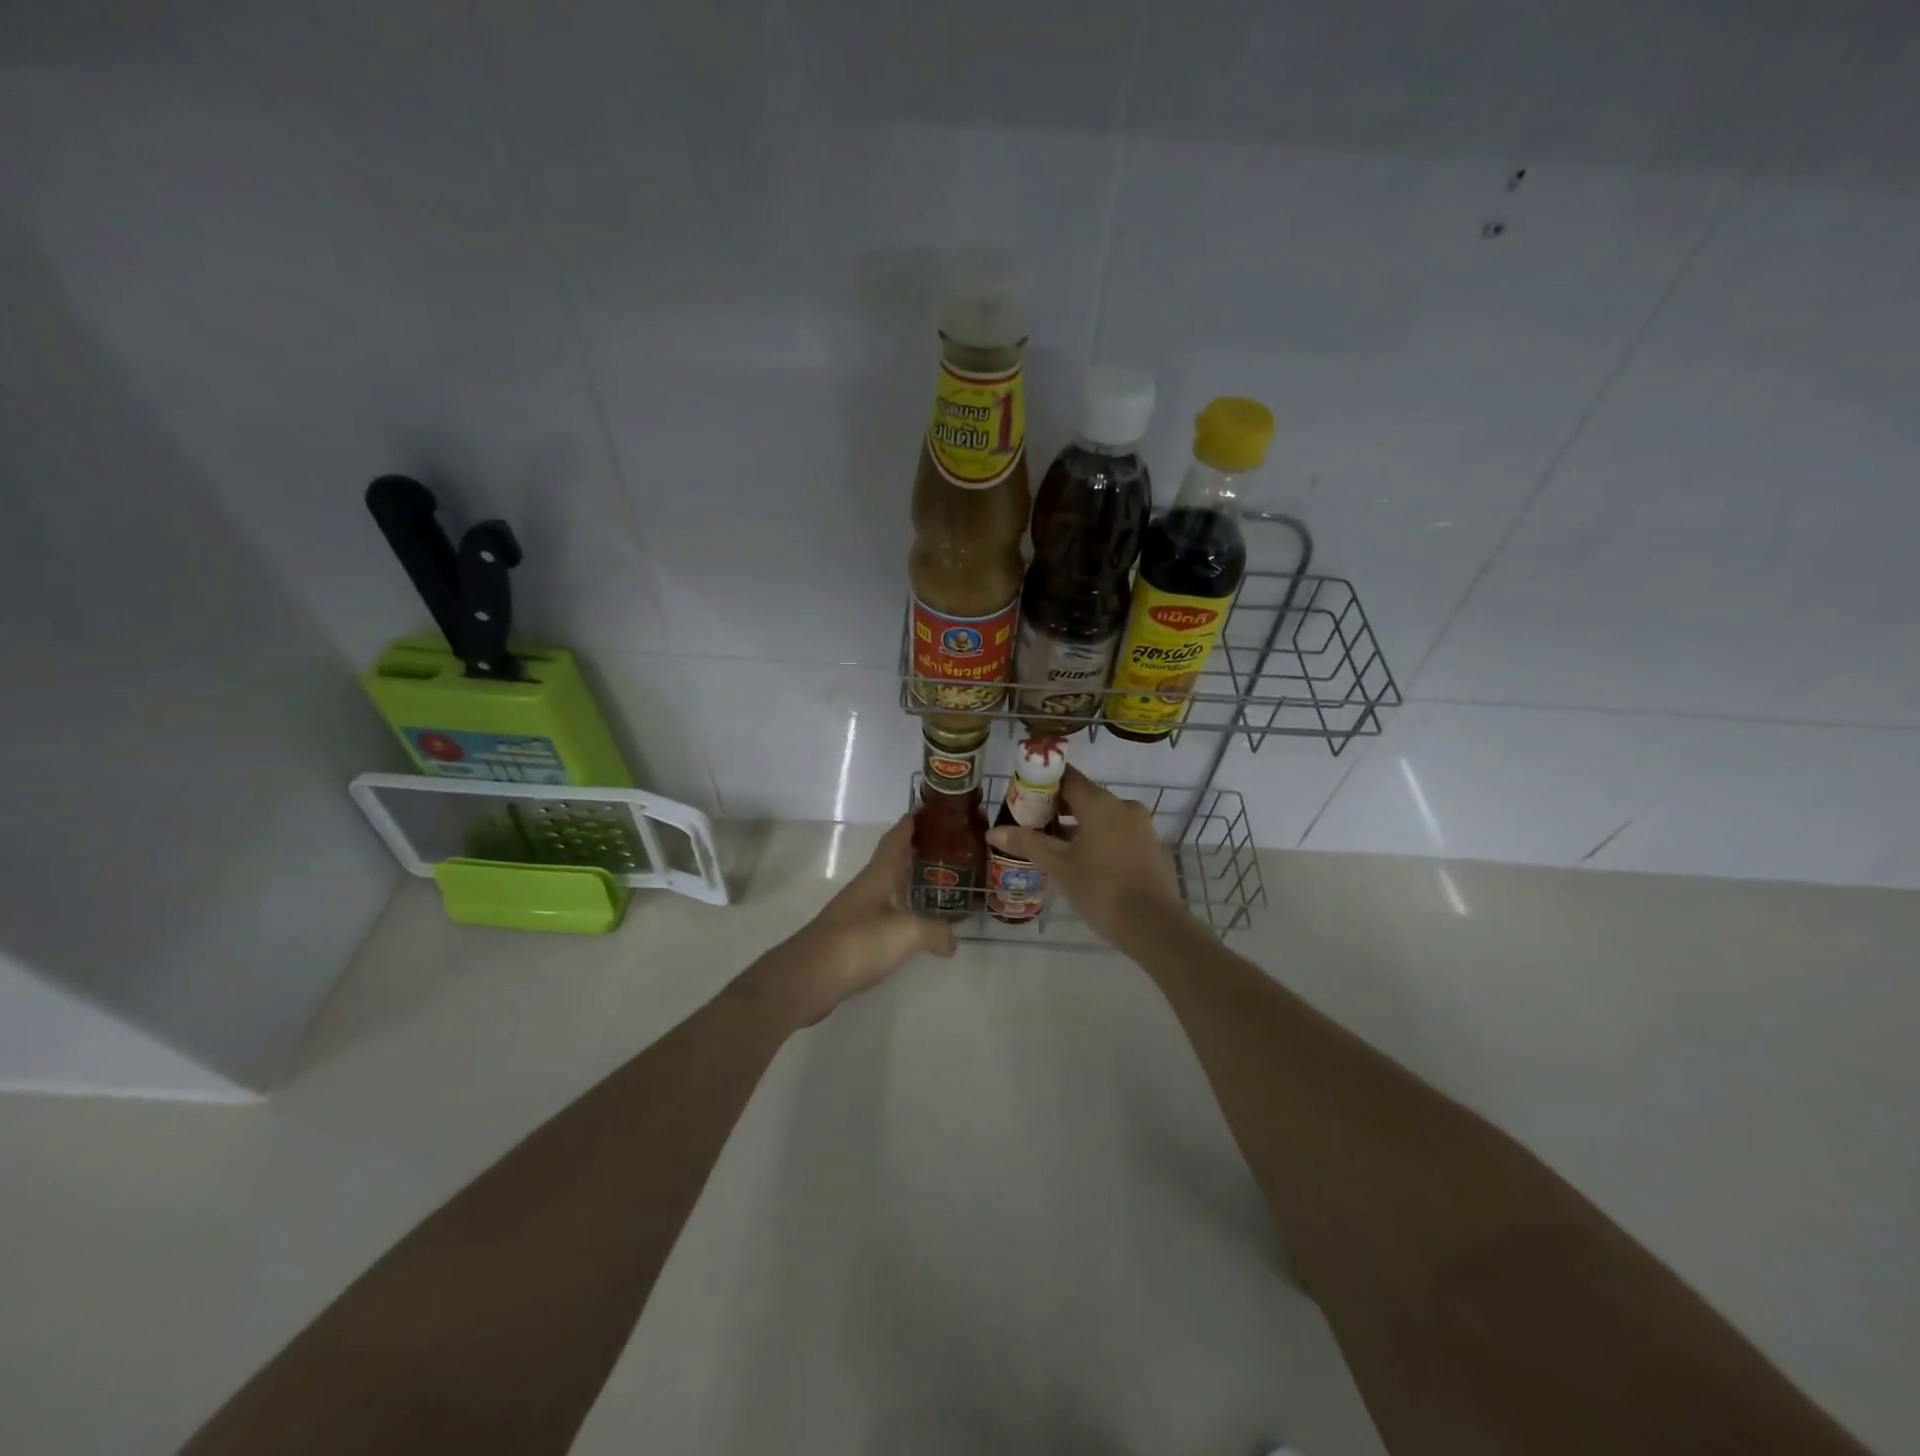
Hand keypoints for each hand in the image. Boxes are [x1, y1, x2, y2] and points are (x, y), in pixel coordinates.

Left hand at [743, 816, 955, 1025]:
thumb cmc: (859, 941)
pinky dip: (901, 911)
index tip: (925, 811)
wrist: (810, 976)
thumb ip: (935, 931)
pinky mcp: (852, 937)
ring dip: (907, 882)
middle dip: (914, 852)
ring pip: (887, 888)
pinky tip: (913, 924)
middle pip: (891, 862)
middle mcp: (867, 887)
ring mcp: (857, 912)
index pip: (895, 840)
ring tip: (935, 883)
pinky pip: (883, 915)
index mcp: (878, 875)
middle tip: (943, 847)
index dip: (909, 825)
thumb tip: (952, 940)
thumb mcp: (907, 933)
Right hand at [986, 765, 1187, 948]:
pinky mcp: (1150, 848)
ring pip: (1102, 817)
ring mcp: (1141, 827)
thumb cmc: (1102, 889)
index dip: (1043, 782)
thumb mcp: (1059, 866)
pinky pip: (1117, 833)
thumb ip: (1028, 843)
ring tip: (1051, 845)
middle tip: (1031, 822)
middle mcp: (1124, 806)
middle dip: (1057, 807)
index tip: (1022, 794)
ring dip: (1077, 825)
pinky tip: (1082, 862)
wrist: (1155, 926)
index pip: (1068, 777)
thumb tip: (993, 831)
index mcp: (1101, 803)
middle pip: (1084, 796)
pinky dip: (1097, 839)